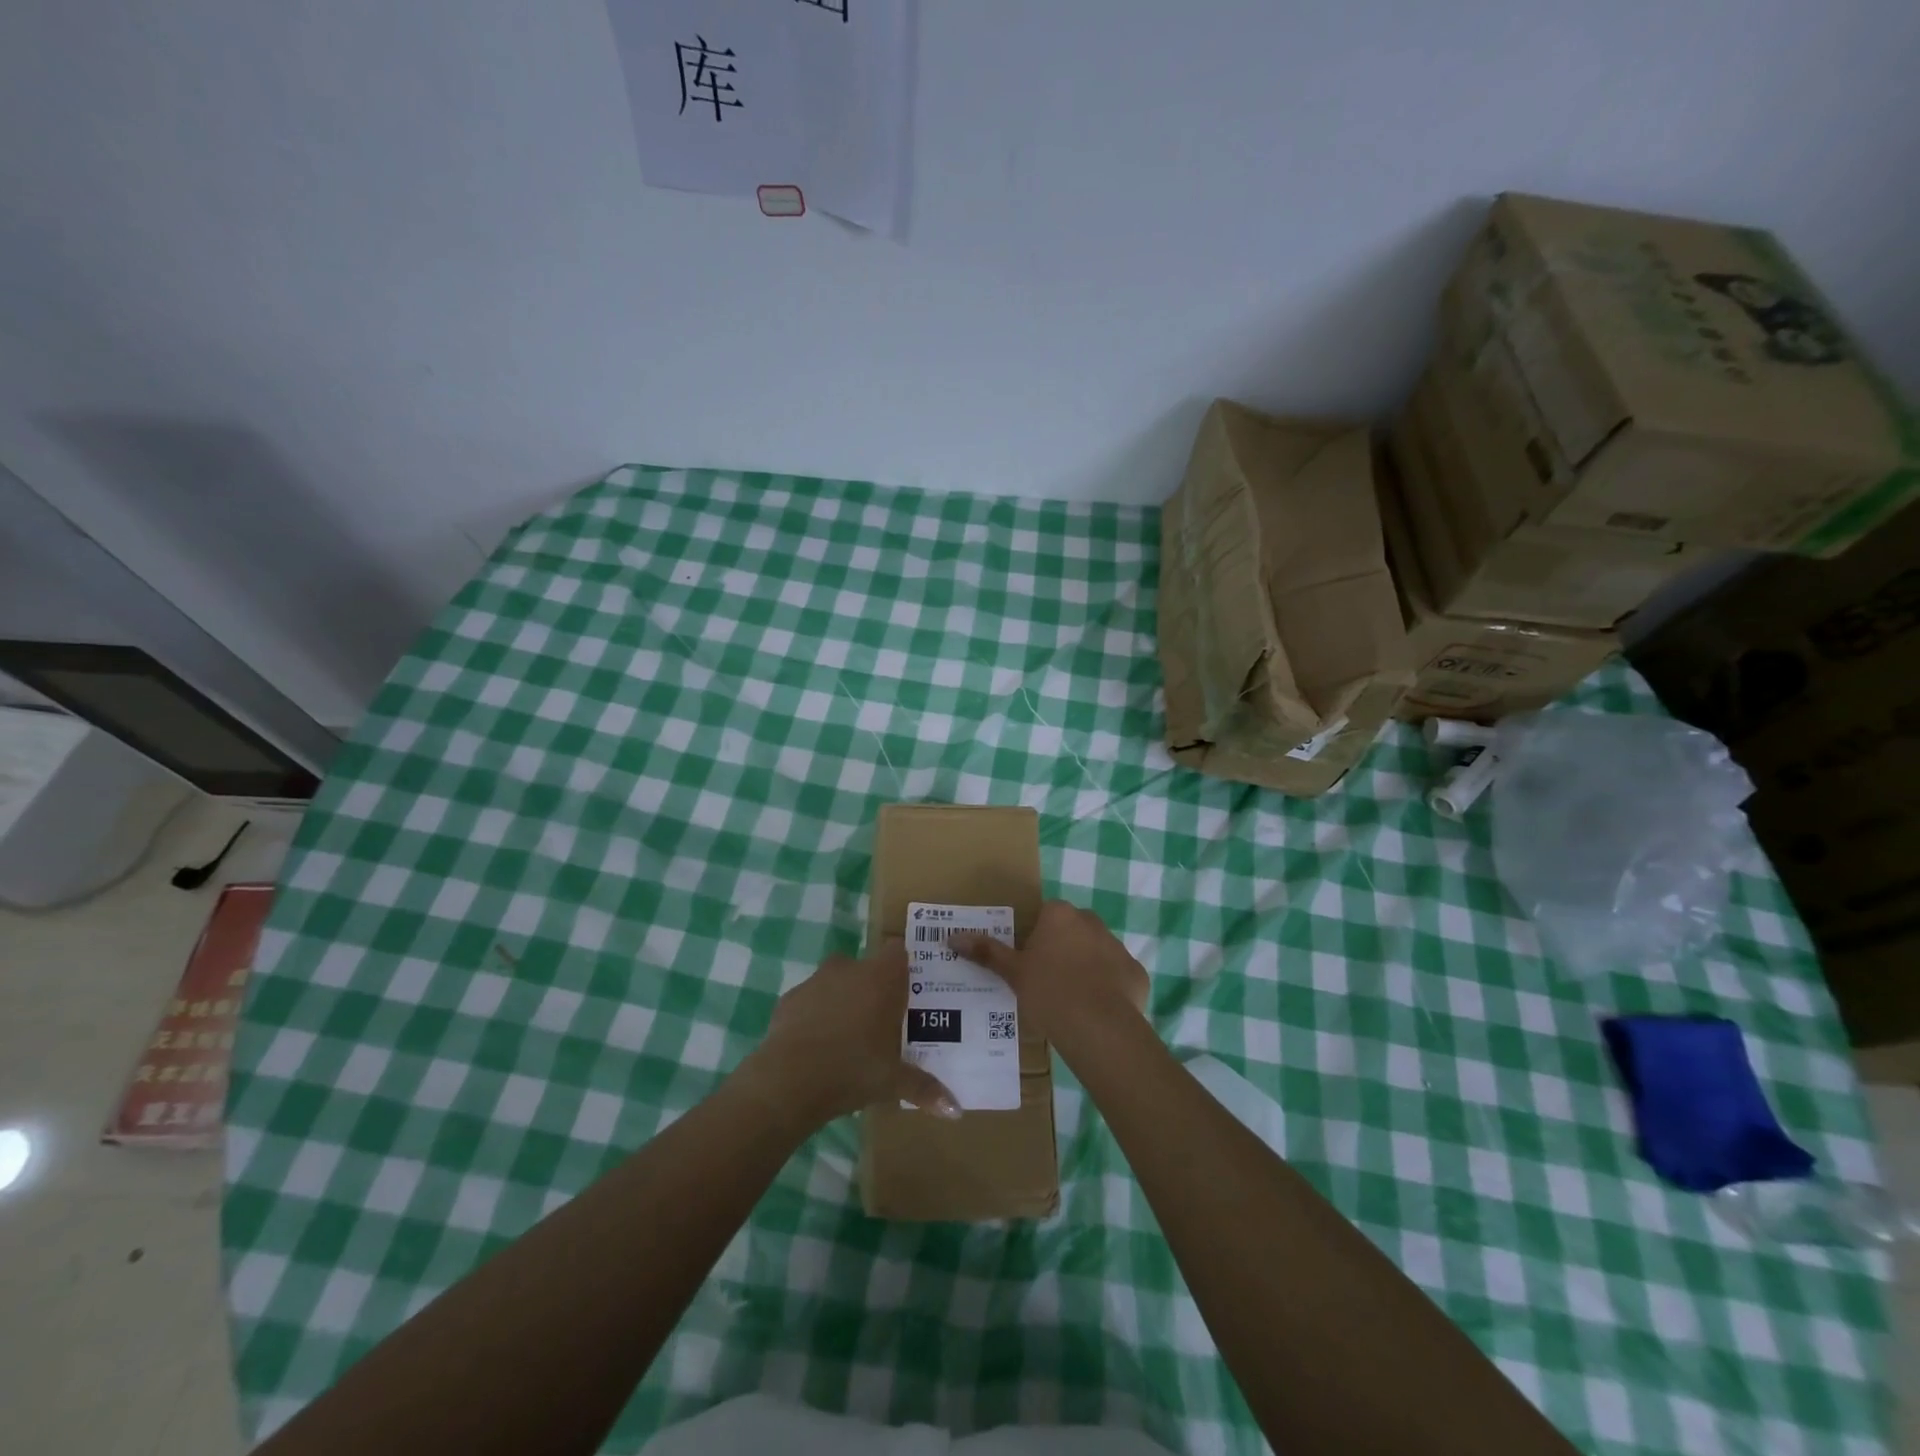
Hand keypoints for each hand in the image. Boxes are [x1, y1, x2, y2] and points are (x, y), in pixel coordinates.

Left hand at [742, 940, 960, 1129]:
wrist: (790, 1079)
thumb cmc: (854, 1069)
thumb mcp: (894, 1082)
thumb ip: (926, 1088)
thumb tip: (957, 1111)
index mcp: (882, 978)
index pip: (897, 952)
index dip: (901, 966)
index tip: (906, 988)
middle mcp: (850, 968)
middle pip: (866, 966)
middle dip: (872, 986)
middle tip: (880, 1018)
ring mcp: (816, 980)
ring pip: (835, 981)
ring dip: (842, 999)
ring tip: (848, 1034)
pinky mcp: (789, 998)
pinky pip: (809, 1000)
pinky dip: (814, 1015)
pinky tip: (816, 1044)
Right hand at [951, 901, 1149, 1057]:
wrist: (1099, 1027)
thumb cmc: (1049, 992)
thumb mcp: (1013, 972)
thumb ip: (986, 952)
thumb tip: (951, 936)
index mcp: (1060, 915)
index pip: (1046, 915)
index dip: (1036, 938)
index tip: (1030, 962)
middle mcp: (1092, 921)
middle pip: (1072, 930)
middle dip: (1062, 949)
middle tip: (1047, 981)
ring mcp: (1118, 946)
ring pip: (1096, 951)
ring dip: (1086, 967)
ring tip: (1071, 1000)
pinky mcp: (1136, 972)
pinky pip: (1117, 976)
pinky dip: (1108, 988)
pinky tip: (1096, 1011)